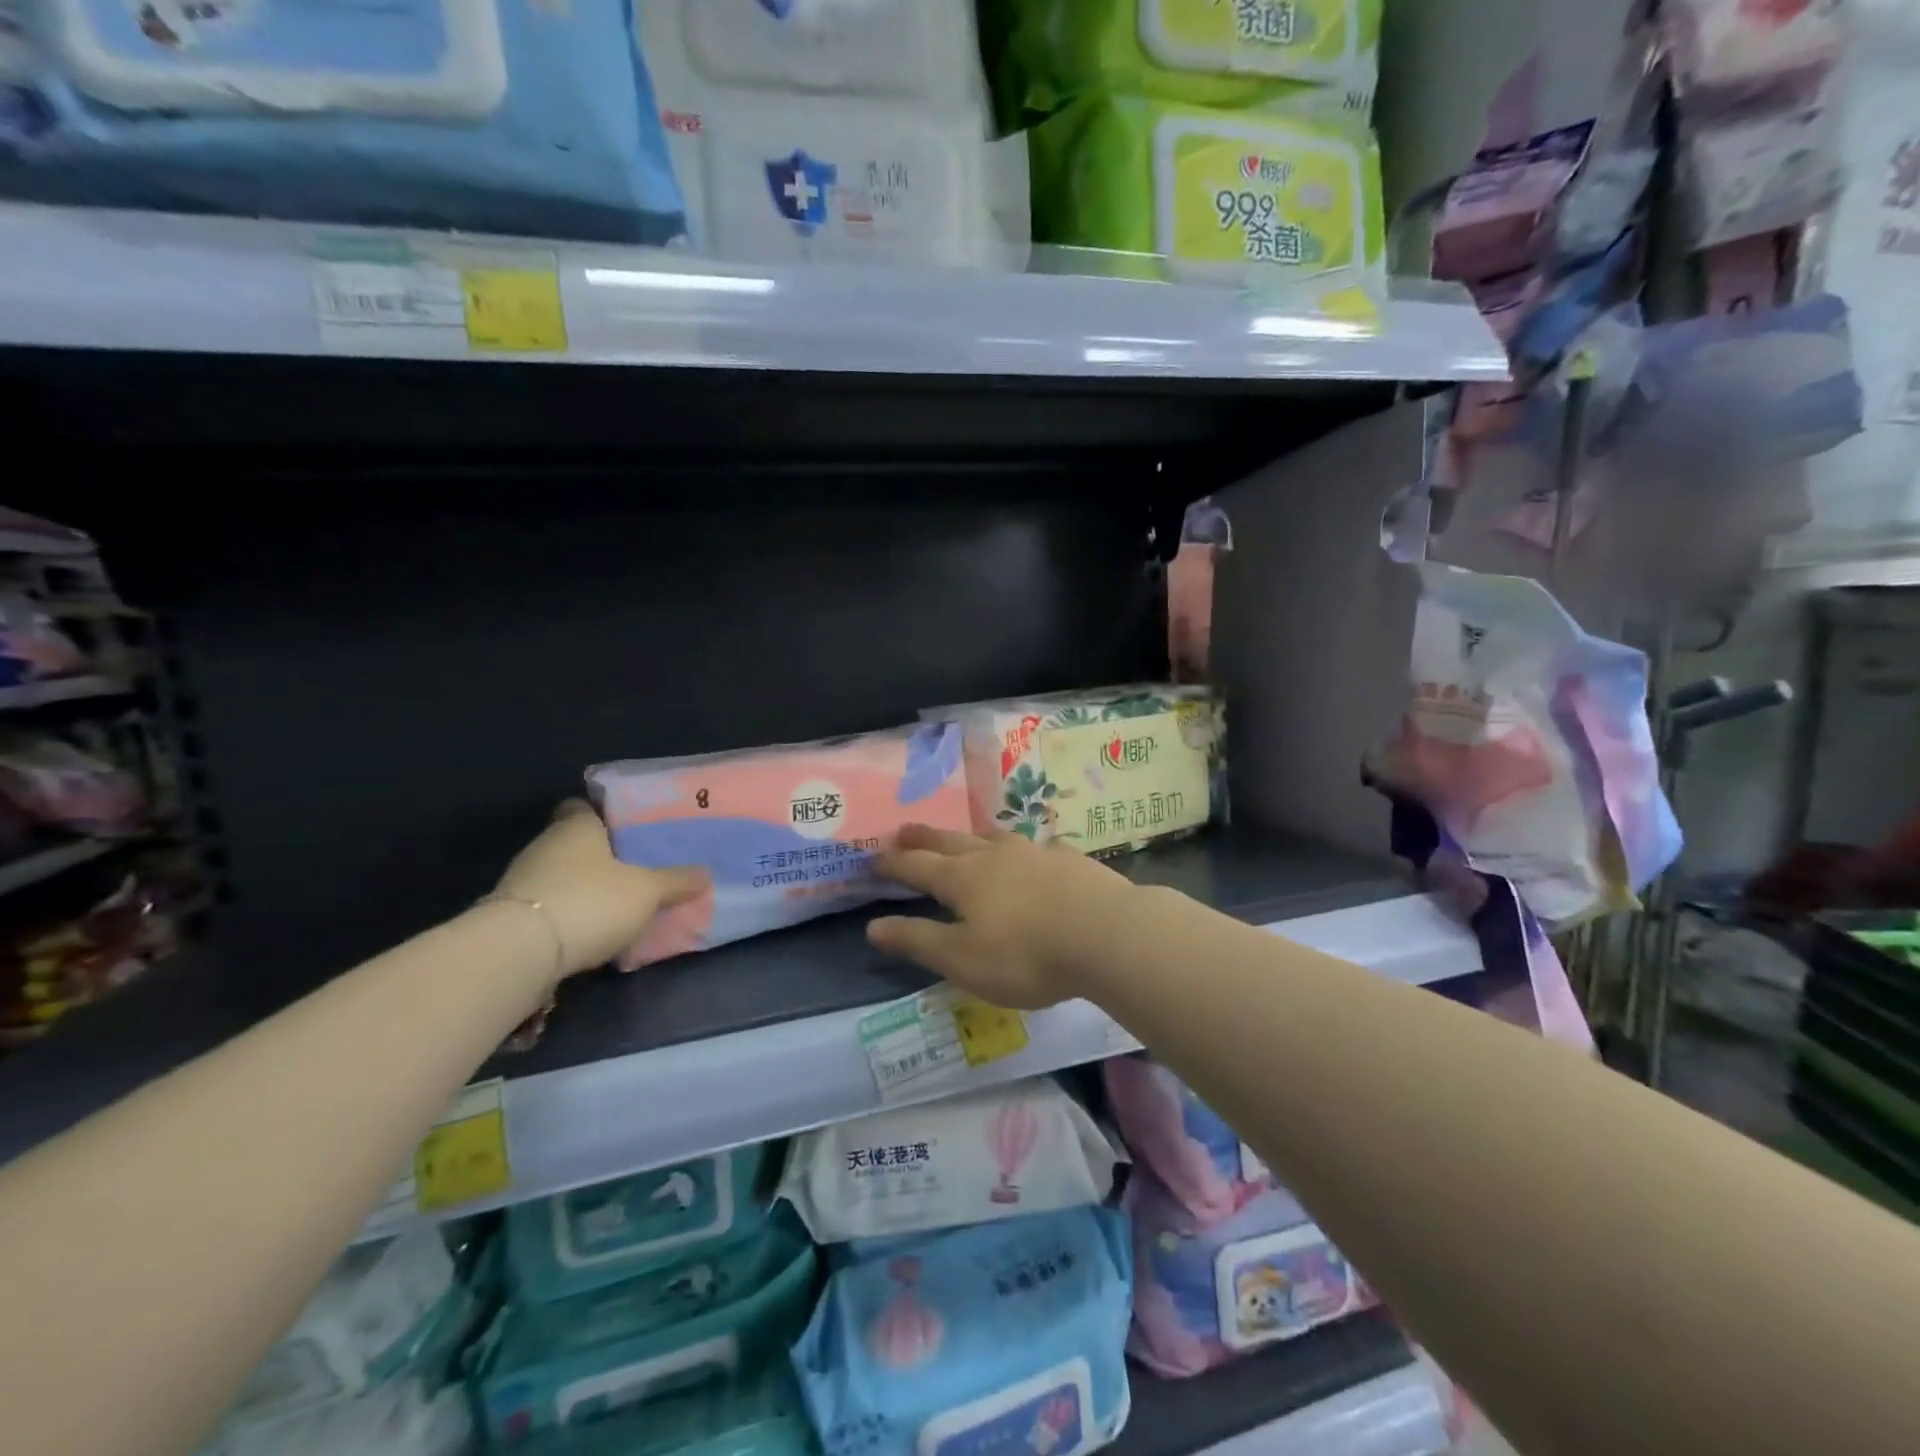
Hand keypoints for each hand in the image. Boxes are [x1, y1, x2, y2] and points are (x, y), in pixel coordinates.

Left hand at [493, 801, 706, 982]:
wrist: (518, 953)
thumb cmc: (590, 901)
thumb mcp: (648, 891)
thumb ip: (676, 881)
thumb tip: (706, 873)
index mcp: (576, 827)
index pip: (582, 807)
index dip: (602, 814)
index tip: (625, 828)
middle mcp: (545, 846)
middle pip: (573, 844)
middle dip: (599, 856)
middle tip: (635, 869)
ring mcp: (522, 882)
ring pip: (560, 877)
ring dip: (582, 889)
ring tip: (618, 905)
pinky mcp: (510, 918)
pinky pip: (548, 908)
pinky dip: (567, 916)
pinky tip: (590, 934)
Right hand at [867, 824, 1135, 1008]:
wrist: (1107, 934)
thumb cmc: (1026, 955)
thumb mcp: (963, 959)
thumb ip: (918, 940)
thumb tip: (873, 926)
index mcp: (963, 879)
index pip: (918, 866)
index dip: (893, 863)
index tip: (873, 858)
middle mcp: (995, 856)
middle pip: (951, 841)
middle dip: (924, 837)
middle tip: (903, 829)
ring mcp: (1034, 852)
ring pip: (993, 837)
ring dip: (970, 836)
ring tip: (964, 837)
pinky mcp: (1068, 859)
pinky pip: (1035, 847)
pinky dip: (1021, 850)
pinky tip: (1033, 854)